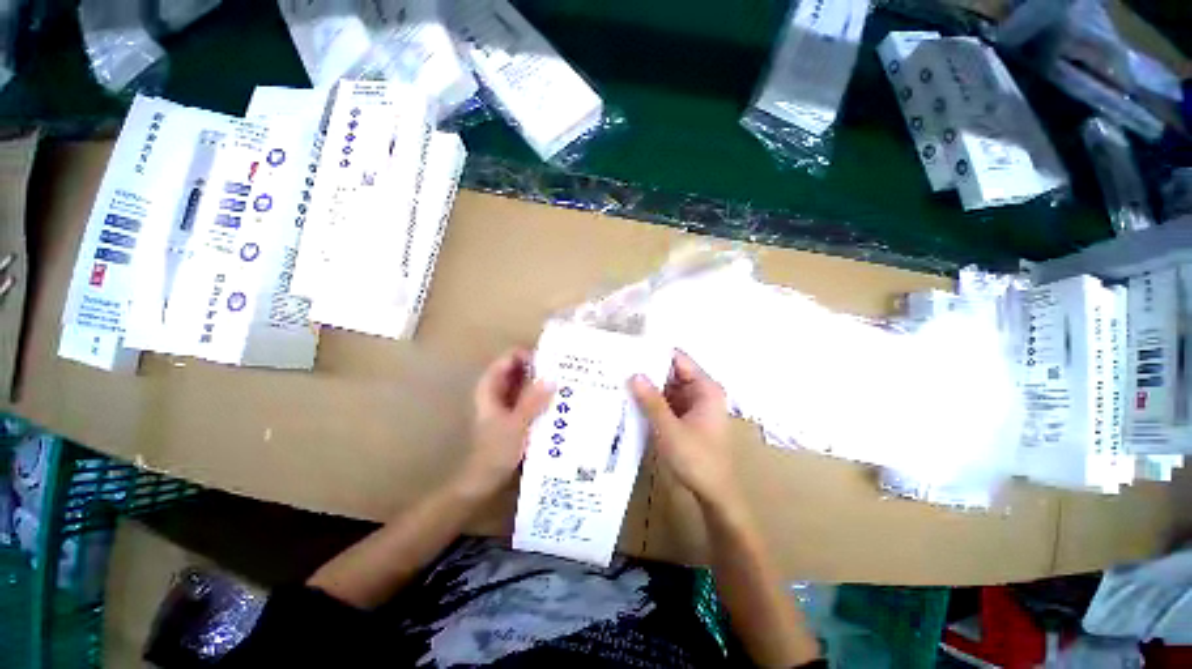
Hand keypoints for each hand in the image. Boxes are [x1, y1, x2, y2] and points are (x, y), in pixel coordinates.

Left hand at [455, 349, 553, 499]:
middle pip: (518, 369)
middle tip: (563, 368)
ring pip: (524, 383)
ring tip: (564, 380)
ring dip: (541, 381)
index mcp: (491, 387)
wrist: (486, 479)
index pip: (509, 358)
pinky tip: (557, 398)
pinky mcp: (515, 413)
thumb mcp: (517, 424)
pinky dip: (540, 394)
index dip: (528, 354)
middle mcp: (498, 390)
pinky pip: (529, 396)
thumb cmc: (497, 450)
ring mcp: (506, 402)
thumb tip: (551, 378)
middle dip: (539, 367)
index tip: (551, 358)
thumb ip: (533, 401)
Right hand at [630, 352, 736, 509]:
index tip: (631, 351)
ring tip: (621, 380)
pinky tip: (633, 400)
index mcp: (705, 388)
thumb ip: (651, 401)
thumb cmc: (696, 459)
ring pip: (668, 388)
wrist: (714, 495)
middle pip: (672, 373)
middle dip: (649, 371)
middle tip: (620, 366)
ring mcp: (694, 405)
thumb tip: (634, 374)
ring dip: (649, 387)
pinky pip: (668, 403)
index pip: (678, 360)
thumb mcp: (669, 428)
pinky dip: (653, 402)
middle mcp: (701, 392)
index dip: (655, 353)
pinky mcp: (687, 418)